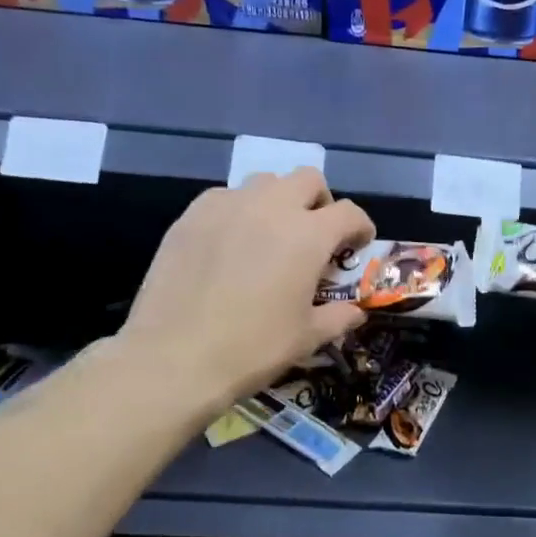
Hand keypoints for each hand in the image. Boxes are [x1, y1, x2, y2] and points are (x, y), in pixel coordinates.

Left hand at [117, 168, 374, 412]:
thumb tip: (356, 312)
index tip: (358, 246)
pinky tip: (232, 244)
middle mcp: (271, 208)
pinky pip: (225, 197)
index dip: (360, 227)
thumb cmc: (253, 348)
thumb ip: (338, 317)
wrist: (175, 357)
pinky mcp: (191, 216)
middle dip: (320, 202)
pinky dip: (239, 211)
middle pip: (308, 179)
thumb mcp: (307, 337)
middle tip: (315, 235)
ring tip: (272, 235)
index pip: (348, 213)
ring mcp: (227, 206)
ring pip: (265, 182)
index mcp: (308, 235)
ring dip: (279, 201)